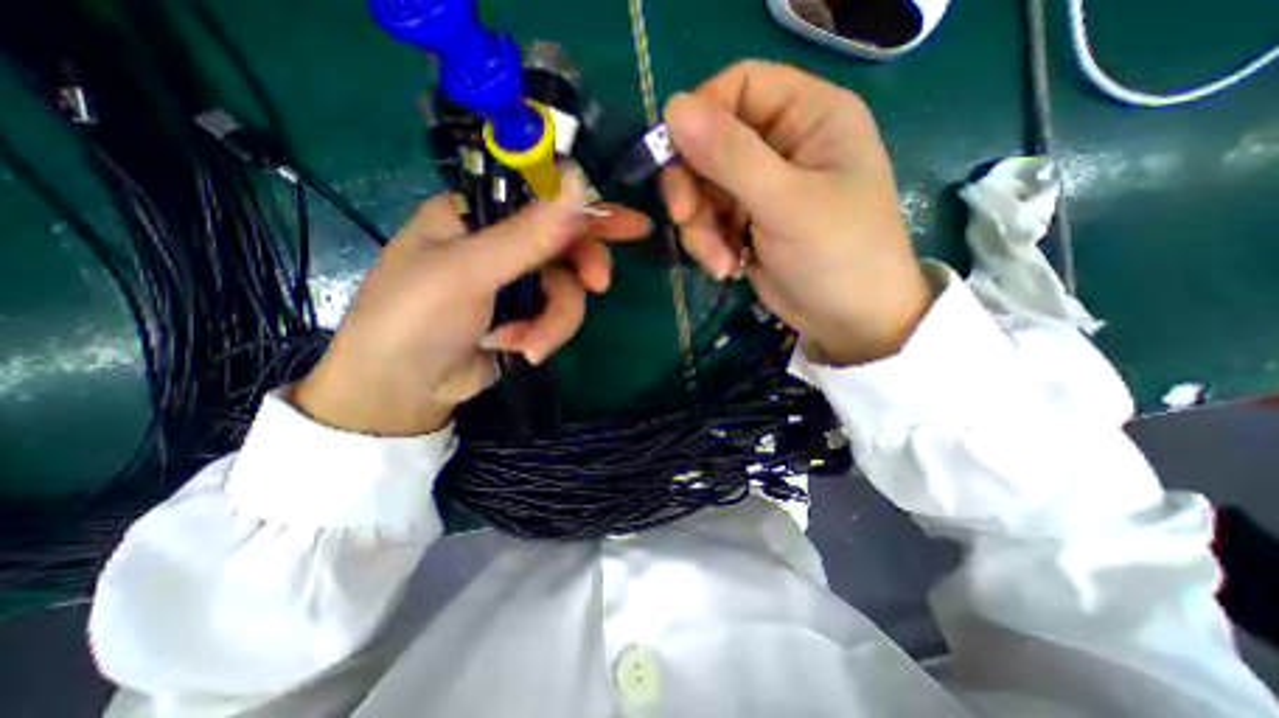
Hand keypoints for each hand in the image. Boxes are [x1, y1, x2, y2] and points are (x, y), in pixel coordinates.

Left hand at [291, 170, 644, 434]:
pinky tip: (517, 351)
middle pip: (566, 244)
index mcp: (477, 214)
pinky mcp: (527, 315)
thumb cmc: (416, 318)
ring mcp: (517, 282)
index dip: (589, 207)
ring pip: (567, 290)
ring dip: (554, 321)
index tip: (633, 225)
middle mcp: (502, 243)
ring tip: (528, 345)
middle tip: (600, 285)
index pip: (544, 196)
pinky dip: (544, 336)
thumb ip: (528, 233)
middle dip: (584, 269)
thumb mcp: (470, 271)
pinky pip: (558, 317)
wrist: (404, 391)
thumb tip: (579, 181)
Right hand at [658, 58, 931, 363]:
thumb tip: (673, 108)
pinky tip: (727, 268)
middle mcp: (781, 144)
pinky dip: (707, 244)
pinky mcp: (745, 221)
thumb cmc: (838, 256)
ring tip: (720, 262)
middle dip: (692, 188)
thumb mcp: (787, 204)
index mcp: (808, 115)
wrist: (849, 321)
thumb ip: (731, 157)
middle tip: (685, 221)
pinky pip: (706, 219)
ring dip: (699, 227)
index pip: (738, 86)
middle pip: (709, 143)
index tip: (674, 159)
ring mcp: (760, 186)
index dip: (699, 116)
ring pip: (701, 188)